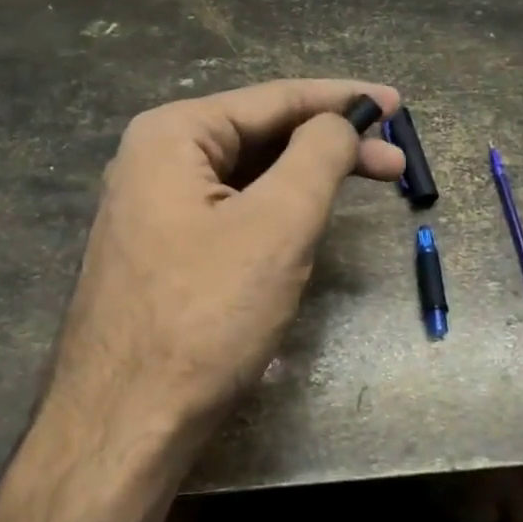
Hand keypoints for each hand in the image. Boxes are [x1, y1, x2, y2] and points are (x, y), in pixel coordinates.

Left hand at [45, 79, 403, 442]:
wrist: (126, 423)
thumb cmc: (206, 316)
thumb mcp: (278, 225)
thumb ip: (318, 156)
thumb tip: (341, 123)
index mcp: (173, 135)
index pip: (274, 98)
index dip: (341, 99)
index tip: (396, 103)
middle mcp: (155, 160)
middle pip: (261, 135)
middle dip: (330, 145)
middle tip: (394, 162)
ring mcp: (154, 209)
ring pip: (249, 177)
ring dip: (307, 179)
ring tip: (363, 187)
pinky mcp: (163, 252)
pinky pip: (232, 212)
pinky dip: (278, 211)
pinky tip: (308, 222)